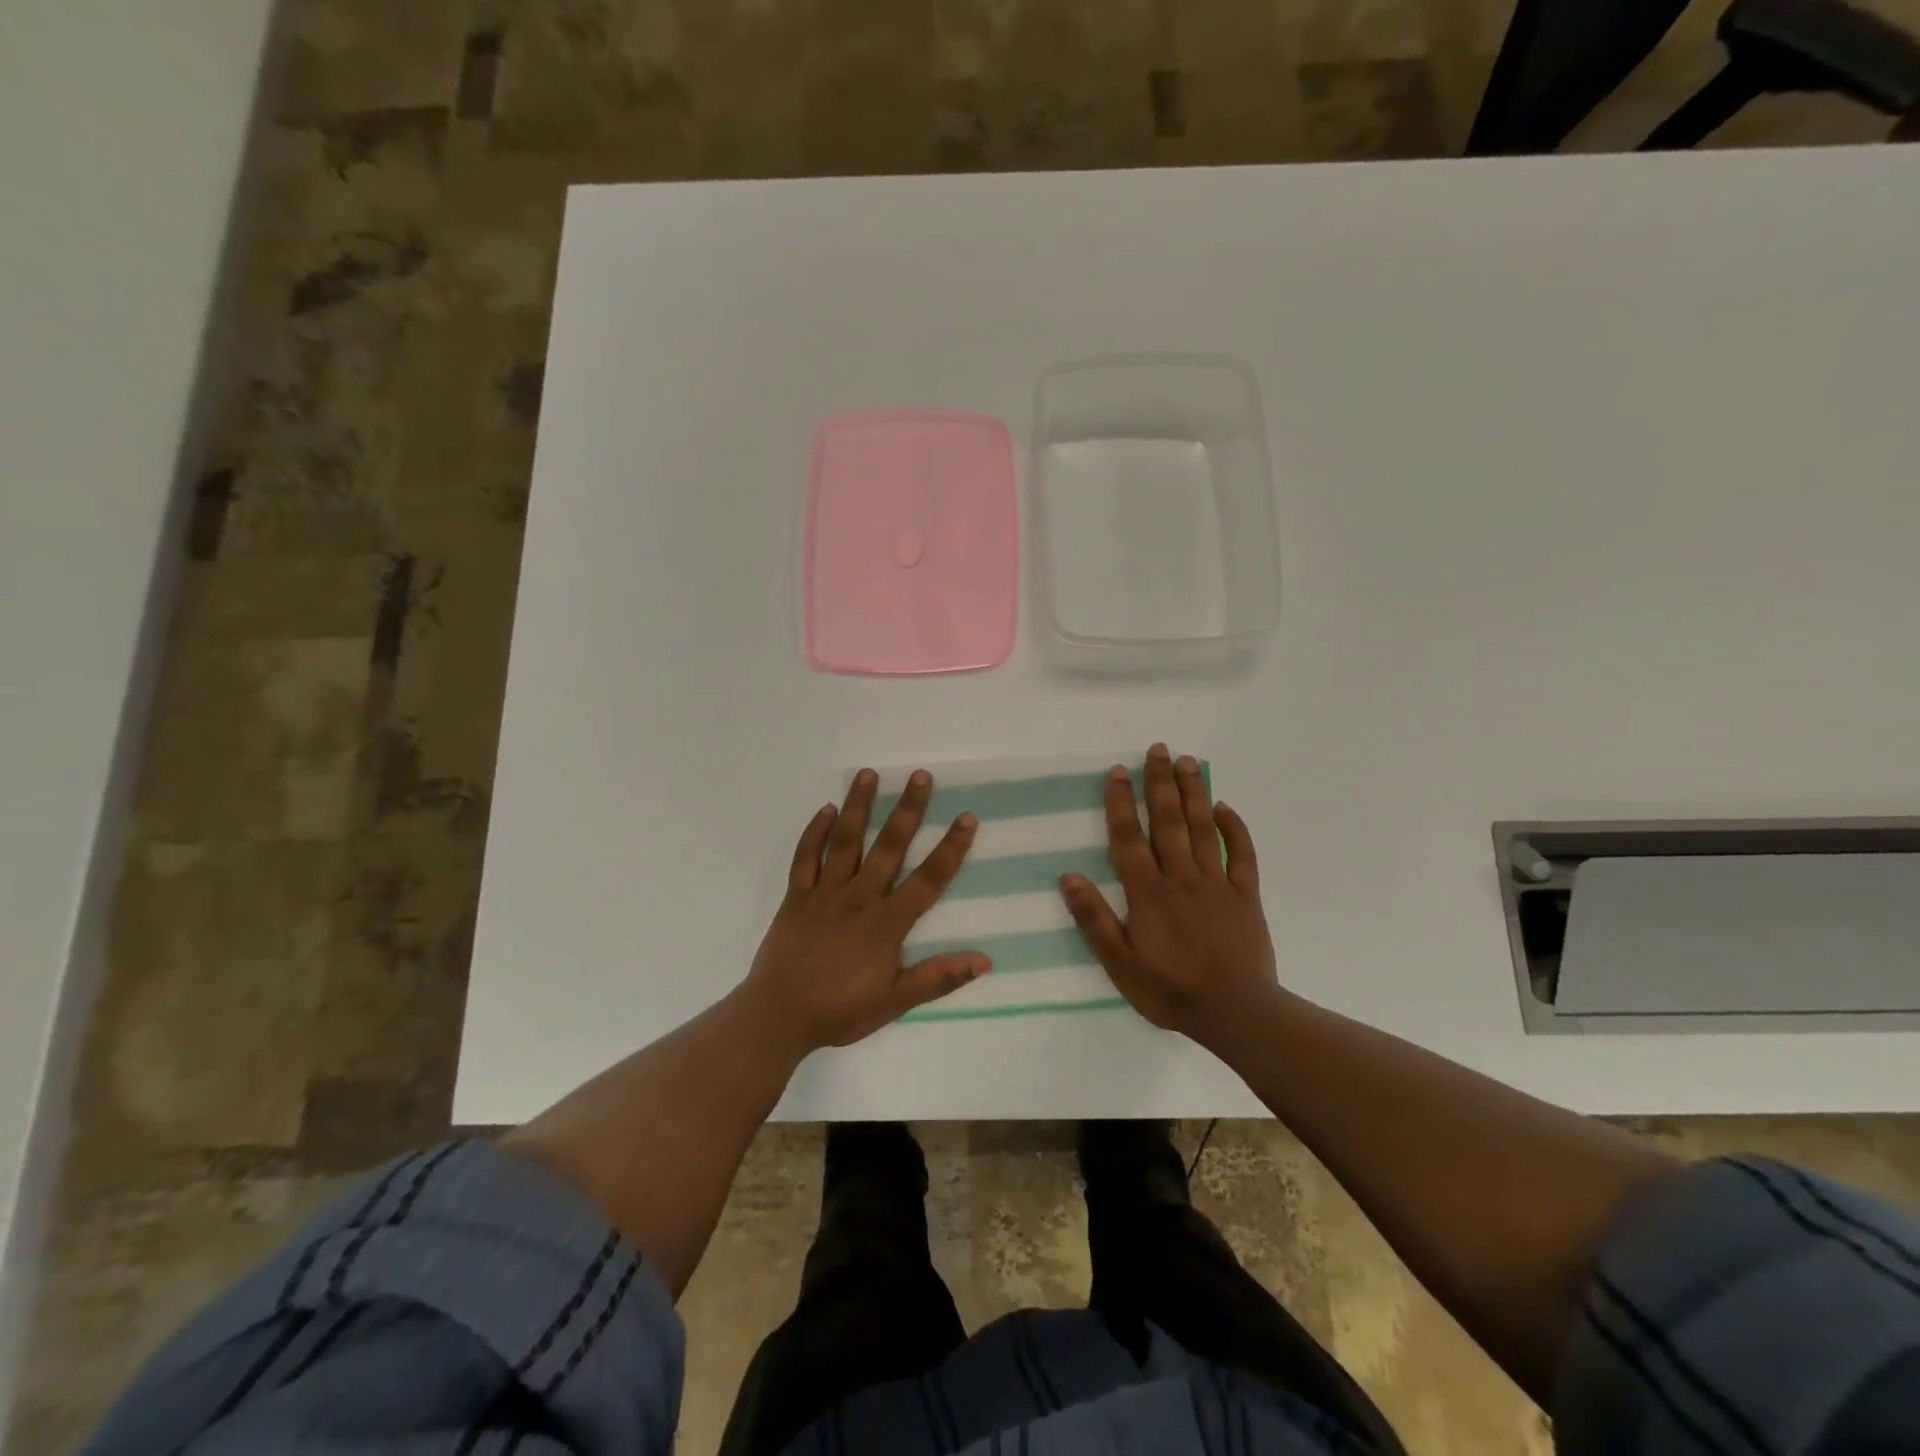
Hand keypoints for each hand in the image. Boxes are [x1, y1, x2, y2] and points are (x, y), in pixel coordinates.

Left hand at [744, 768, 988, 1054]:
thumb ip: (939, 978)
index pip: (928, 879)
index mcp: (886, 922)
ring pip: (845, 841)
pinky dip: (814, 832)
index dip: (951, 848)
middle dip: (907, 809)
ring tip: (868, 774)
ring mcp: (824, 893)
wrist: (778, 1017)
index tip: (967, 817)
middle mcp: (859, 898)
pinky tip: (825, 809)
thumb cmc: (840, 1010)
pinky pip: (805, 857)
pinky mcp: (796, 896)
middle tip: (920, 776)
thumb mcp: (896, 1002)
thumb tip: (986, 960)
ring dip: (858, 806)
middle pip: (888, 846)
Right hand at [1058, 743, 1279, 1049]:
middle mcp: (1181, 877)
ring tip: (1187, 761)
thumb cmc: (1170, 991)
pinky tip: (1225, 807)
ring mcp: (1217, 883)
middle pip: (1167, 821)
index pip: (1128, 838)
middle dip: (1160, 783)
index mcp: (1148, 893)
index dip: (1120, 802)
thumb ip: (1094, 920)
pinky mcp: (1245, 895)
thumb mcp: (1120, 964)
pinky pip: (1241, 854)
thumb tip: (1068, 877)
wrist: (1236, 1013)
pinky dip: (1234, 828)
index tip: (1116, 771)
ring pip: (1202, 828)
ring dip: (1194, 793)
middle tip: (1157, 749)